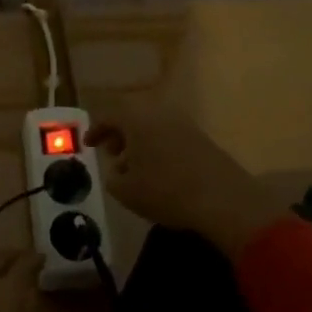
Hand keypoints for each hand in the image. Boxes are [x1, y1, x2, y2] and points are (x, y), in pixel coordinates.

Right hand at [86, 105, 287, 257]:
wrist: (222, 199)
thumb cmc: (166, 191)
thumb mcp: (127, 192)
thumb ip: (113, 178)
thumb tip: (116, 171)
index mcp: (137, 119)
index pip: (109, 115)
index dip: (95, 129)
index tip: (88, 145)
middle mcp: (159, 113)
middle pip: (133, 116)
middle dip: (119, 134)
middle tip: (112, 154)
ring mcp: (184, 124)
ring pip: (153, 126)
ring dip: (140, 143)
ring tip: (135, 168)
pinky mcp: (202, 138)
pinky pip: (170, 135)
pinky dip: (158, 148)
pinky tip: (159, 173)